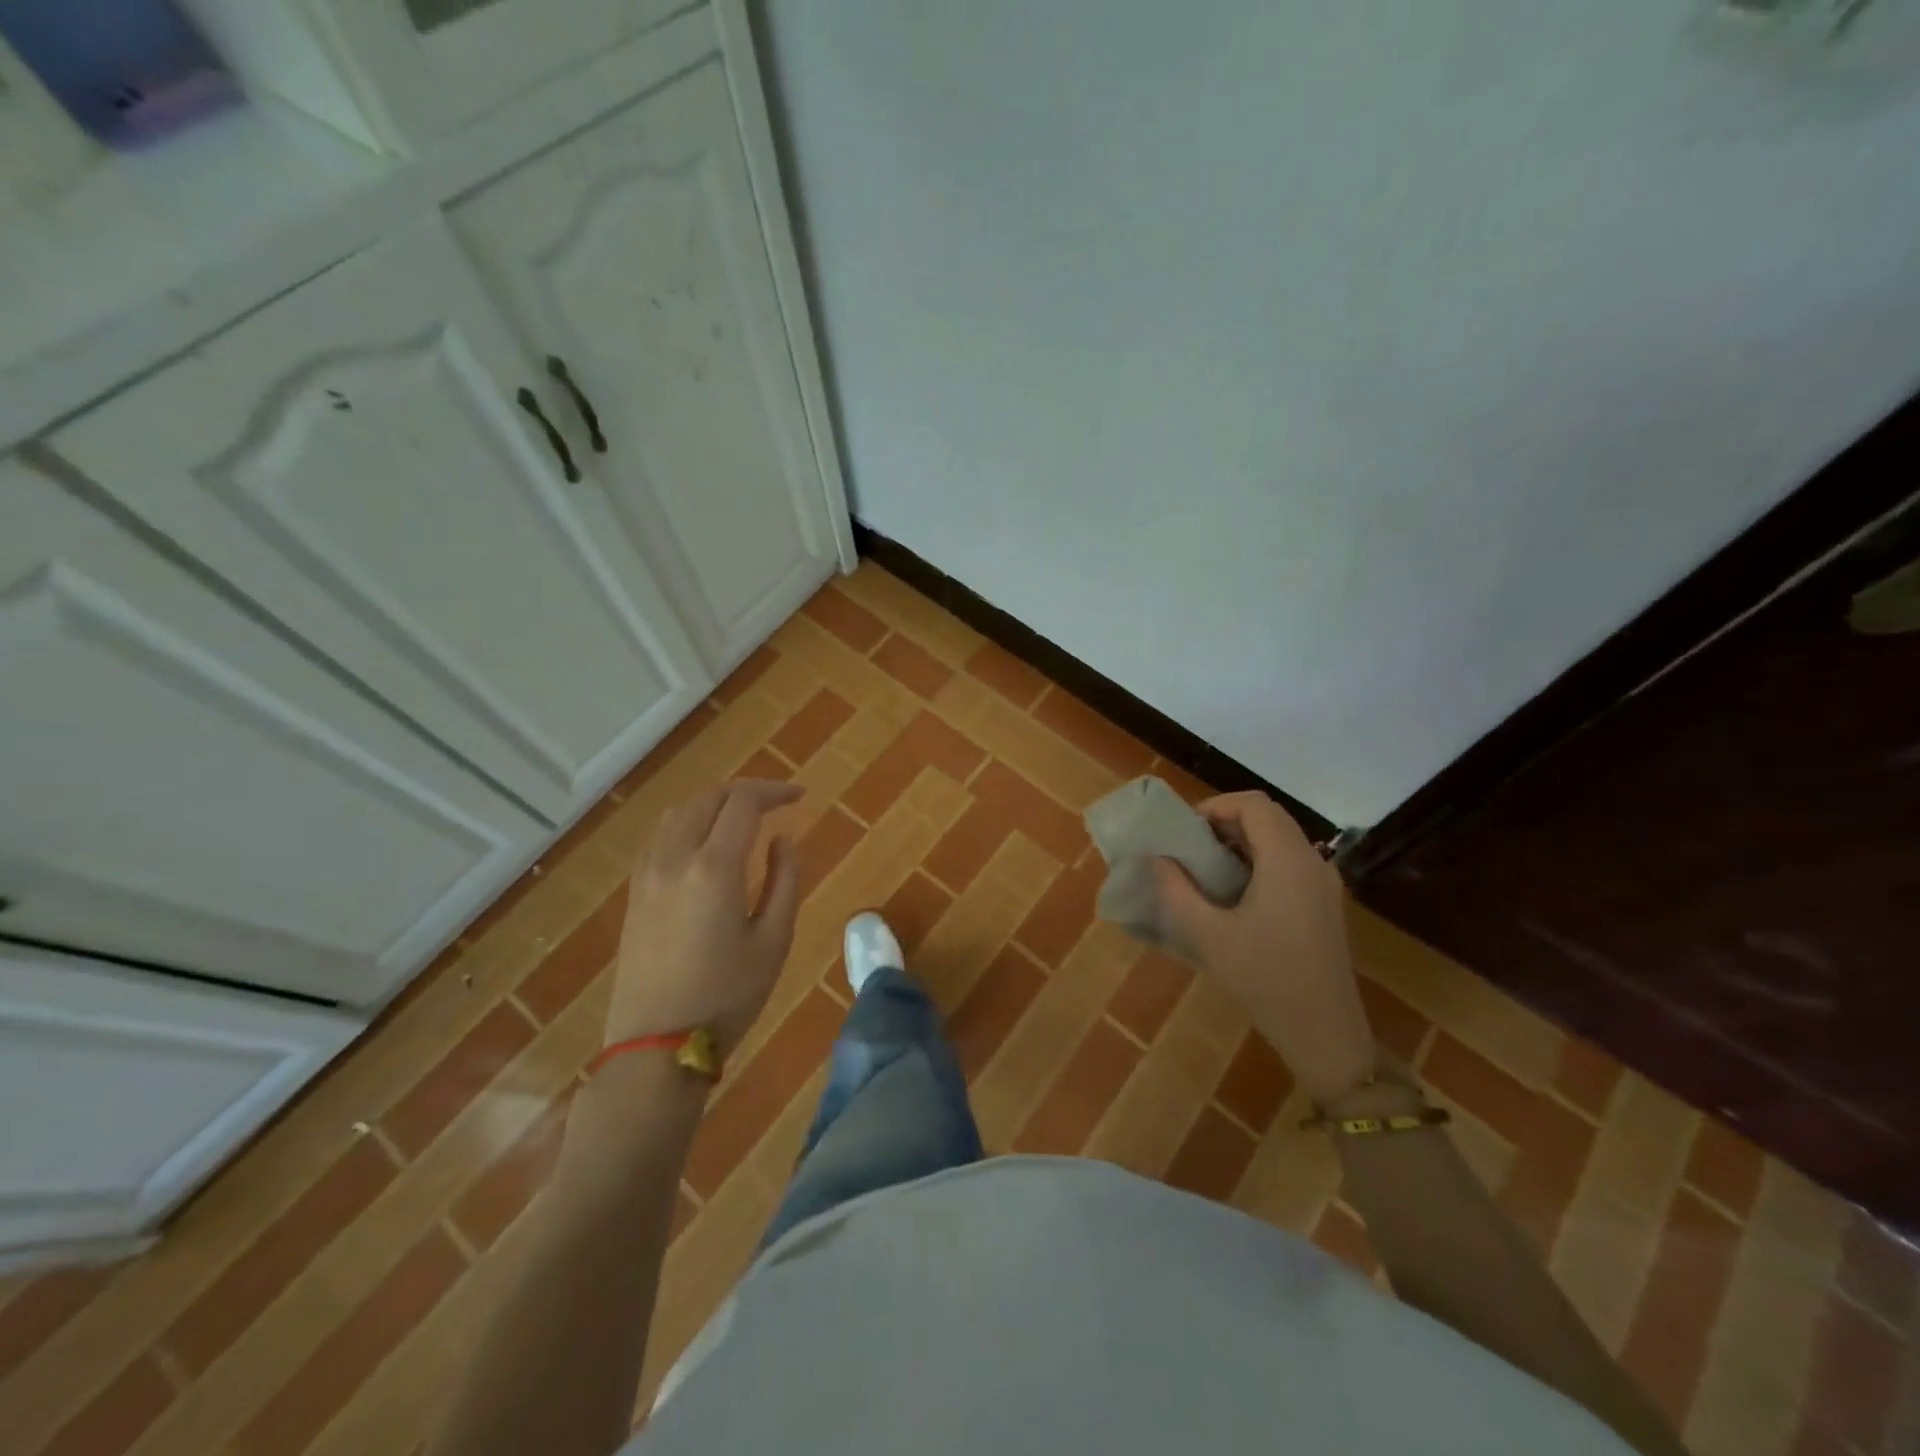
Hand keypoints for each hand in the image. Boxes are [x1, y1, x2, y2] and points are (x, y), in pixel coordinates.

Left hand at [606, 780, 803, 1053]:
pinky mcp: (635, 893)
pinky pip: (660, 837)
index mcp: (714, 868)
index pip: (743, 803)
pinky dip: (688, 823)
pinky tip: (706, 843)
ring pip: (678, 813)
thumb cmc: (727, 997)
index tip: (800, 797)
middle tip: (776, 803)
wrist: (656, 1046)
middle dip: (745, 791)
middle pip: (707, 798)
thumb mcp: (774, 941)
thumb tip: (782, 839)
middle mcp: (674, 859)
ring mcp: (647, 875)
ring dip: (714, 803)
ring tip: (743, 817)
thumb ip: (785, 881)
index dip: (774, 791)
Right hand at [1153, 792, 1374, 1104]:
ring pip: (1279, 840)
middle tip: (1188, 847)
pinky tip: (1232, 895)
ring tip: (1203, 870)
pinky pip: (1288, 863)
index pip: (1252, 804)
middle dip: (1224, 822)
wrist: (1325, 1034)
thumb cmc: (1265, 979)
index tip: (1184, 830)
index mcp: (1287, 860)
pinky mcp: (1324, 906)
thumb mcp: (1207, 935)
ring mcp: (1323, 885)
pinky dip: (1257, 862)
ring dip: (1240, 842)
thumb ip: (1175, 890)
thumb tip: (1156, 859)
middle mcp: (1312, 862)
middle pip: (1267, 817)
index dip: (1215, 805)